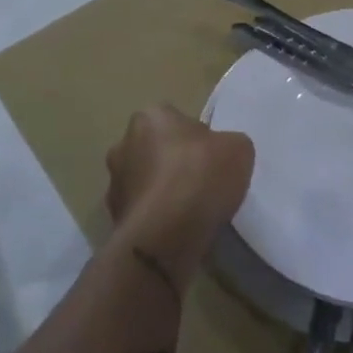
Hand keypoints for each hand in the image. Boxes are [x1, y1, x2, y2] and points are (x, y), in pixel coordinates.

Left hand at [105, 105, 253, 288]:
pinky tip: (177, 231)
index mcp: (151, 116)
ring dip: (163, 193)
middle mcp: (124, 144)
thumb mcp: (238, 148)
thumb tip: (220, 154)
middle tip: (202, 183)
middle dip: (174, 164)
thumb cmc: (200, 176)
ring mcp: (114, 184)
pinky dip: (156, 219)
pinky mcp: (114, 220)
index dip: (198, 139)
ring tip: (191, 212)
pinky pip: (142, 213)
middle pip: (157, 150)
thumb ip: (229, 144)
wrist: (164, 236)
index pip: (177, 121)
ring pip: (147, 183)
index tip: (212, 159)